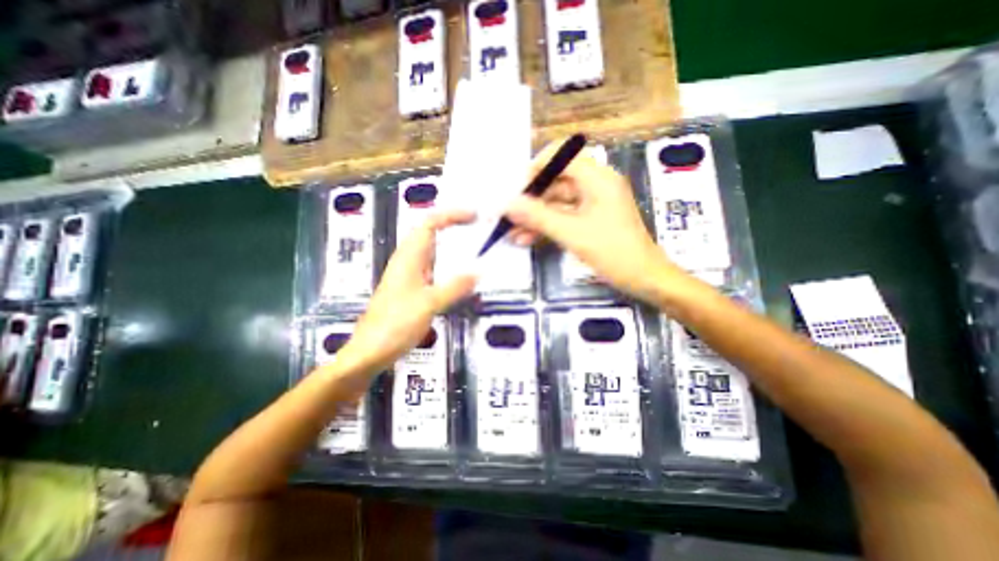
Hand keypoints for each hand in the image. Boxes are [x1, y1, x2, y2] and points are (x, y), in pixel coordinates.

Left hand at [337, 211, 477, 371]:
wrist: (370, 351)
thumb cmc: (395, 324)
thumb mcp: (429, 304)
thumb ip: (454, 287)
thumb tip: (479, 271)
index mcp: (408, 258)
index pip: (429, 224)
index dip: (451, 215)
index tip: (473, 216)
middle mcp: (407, 261)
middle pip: (430, 233)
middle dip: (453, 226)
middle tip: (478, 230)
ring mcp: (409, 275)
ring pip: (432, 251)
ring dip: (452, 246)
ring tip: (475, 248)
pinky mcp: (412, 289)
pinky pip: (433, 269)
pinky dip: (449, 265)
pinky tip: (460, 275)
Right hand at [509, 142, 686, 304]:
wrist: (644, 278)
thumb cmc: (613, 252)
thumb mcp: (571, 233)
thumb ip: (537, 217)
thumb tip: (507, 204)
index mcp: (598, 178)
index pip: (561, 156)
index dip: (536, 168)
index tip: (518, 189)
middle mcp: (595, 185)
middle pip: (556, 182)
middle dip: (531, 200)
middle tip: (509, 216)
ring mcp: (593, 203)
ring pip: (557, 202)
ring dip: (535, 217)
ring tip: (512, 234)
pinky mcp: (591, 219)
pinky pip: (564, 216)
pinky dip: (547, 226)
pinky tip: (527, 239)